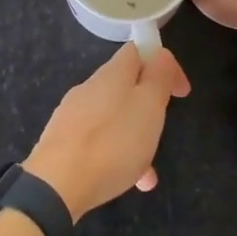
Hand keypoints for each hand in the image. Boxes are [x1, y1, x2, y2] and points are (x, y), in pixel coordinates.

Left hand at [25, 45, 190, 220]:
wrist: (56, 185)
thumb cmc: (112, 143)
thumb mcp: (148, 106)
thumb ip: (158, 77)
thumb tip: (160, 55)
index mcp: (112, 73)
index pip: (138, 50)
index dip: (163, 65)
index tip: (180, 93)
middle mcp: (90, 87)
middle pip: (126, 86)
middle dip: (148, 108)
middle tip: (162, 133)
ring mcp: (72, 114)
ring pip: (114, 118)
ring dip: (134, 139)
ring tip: (147, 173)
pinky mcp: (62, 141)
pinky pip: (97, 142)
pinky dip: (115, 156)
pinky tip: (124, 182)